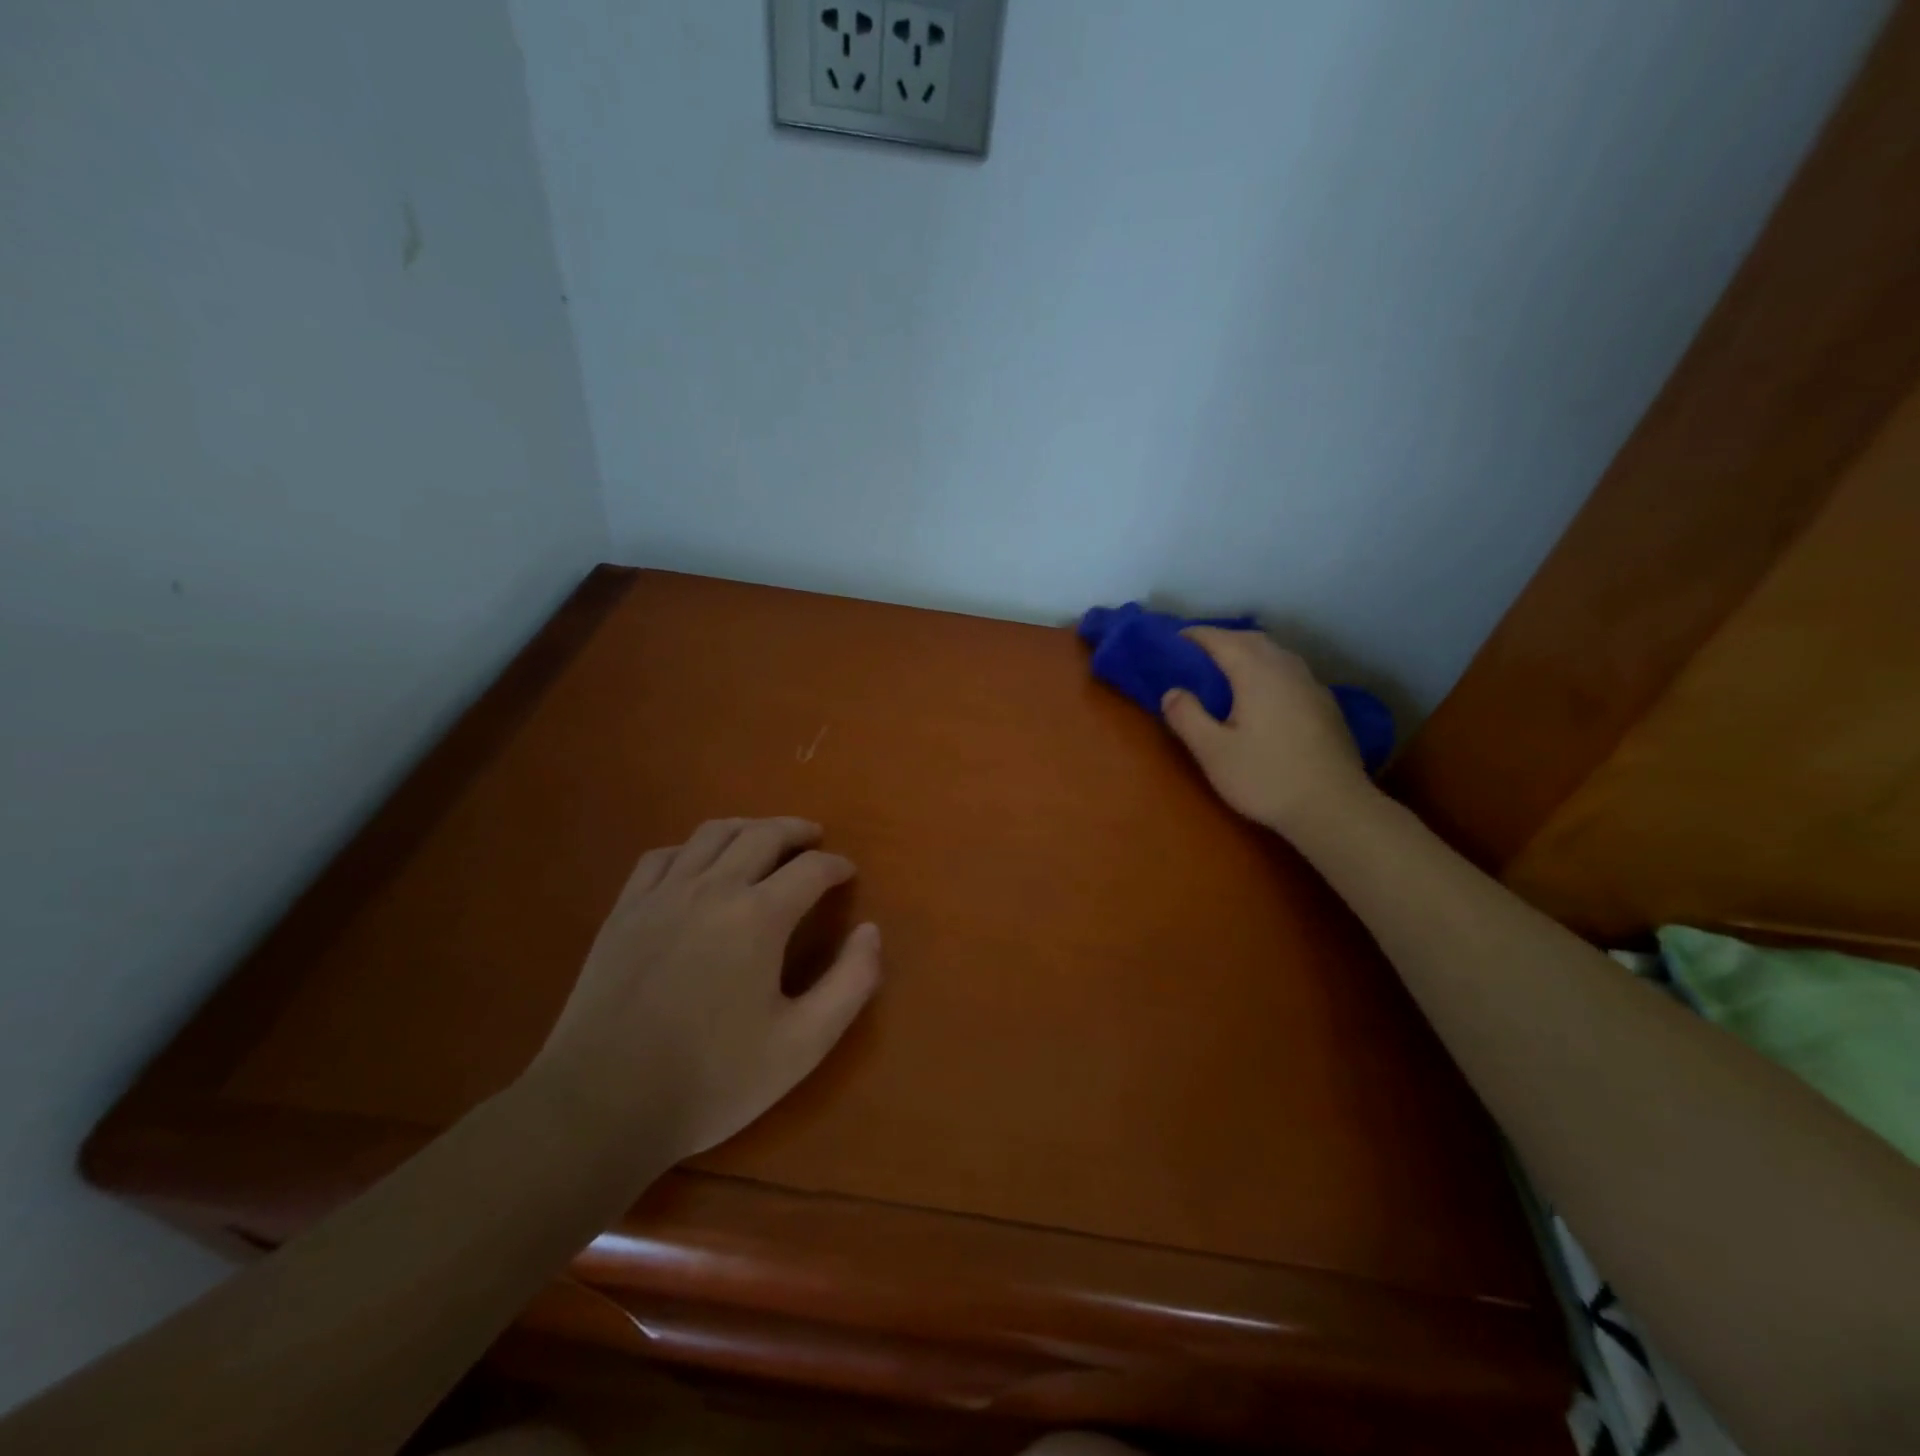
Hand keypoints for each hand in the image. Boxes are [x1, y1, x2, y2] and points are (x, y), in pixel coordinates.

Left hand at [524, 817, 881, 1163]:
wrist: (601, 1107)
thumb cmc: (712, 1080)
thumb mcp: (803, 1044)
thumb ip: (850, 983)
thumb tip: (871, 931)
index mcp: (759, 917)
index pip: (811, 869)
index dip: (836, 866)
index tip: (848, 873)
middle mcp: (713, 889)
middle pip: (763, 834)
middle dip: (797, 830)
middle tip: (815, 839)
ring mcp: (662, 895)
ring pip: (712, 834)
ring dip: (748, 827)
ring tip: (765, 838)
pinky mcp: (624, 911)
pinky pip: (663, 856)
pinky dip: (692, 848)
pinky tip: (698, 864)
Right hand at [1161, 628, 1373, 837]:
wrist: (1334, 808)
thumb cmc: (1266, 778)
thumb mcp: (1213, 751)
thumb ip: (1187, 716)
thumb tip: (1172, 692)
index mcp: (1256, 673)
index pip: (1221, 639)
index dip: (1196, 636)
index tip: (1174, 641)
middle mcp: (1287, 669)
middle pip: (1252, 639)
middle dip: (1223, 640)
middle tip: (1197, 655)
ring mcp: (1312, 686)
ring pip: (1276, 654)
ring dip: (1249, 653)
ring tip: (1227, 671)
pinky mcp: (1326, 706)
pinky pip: (1291, 673)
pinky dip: (1269, 670)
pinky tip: (1263, 695)